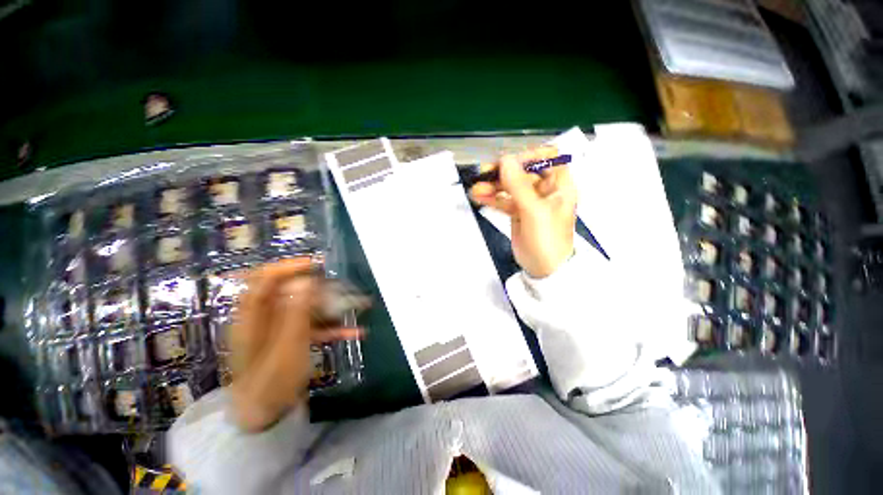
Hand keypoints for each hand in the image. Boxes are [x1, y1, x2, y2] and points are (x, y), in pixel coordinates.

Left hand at [229, 258, 360, 431]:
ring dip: (333, 307)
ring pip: (308, 308)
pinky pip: (313, 327)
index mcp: (254, 315)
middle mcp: (266, 318)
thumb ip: (296, 313)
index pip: (267, 278)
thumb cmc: (270, 384)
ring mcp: (280, 330)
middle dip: (323, 288)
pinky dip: (332, 327)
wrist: (263, 417)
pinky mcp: (291, 340)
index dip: (291, 266)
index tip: (319, 265)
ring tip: (359, 307)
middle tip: (345, 290)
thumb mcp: (286, 348)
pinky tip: (354, 332)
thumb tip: (306, 281)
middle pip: (293, 291)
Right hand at [469, 146, 577, 277]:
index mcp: (559, 185)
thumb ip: (519, 186)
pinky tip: (479, 196)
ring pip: (510, 186)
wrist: (544, 269)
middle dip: (503, 172)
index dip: (528, 156)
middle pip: (523, 171)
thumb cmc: (547, 241)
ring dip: (493, 186)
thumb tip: (505, 160)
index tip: (509, 164)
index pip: (547, 157)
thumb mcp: (534, 212)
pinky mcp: (518, 212)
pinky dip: (492, 198)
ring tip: (476, 189)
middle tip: (484, 174)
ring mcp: (530, 201)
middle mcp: (545, 189)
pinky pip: (504, 200)